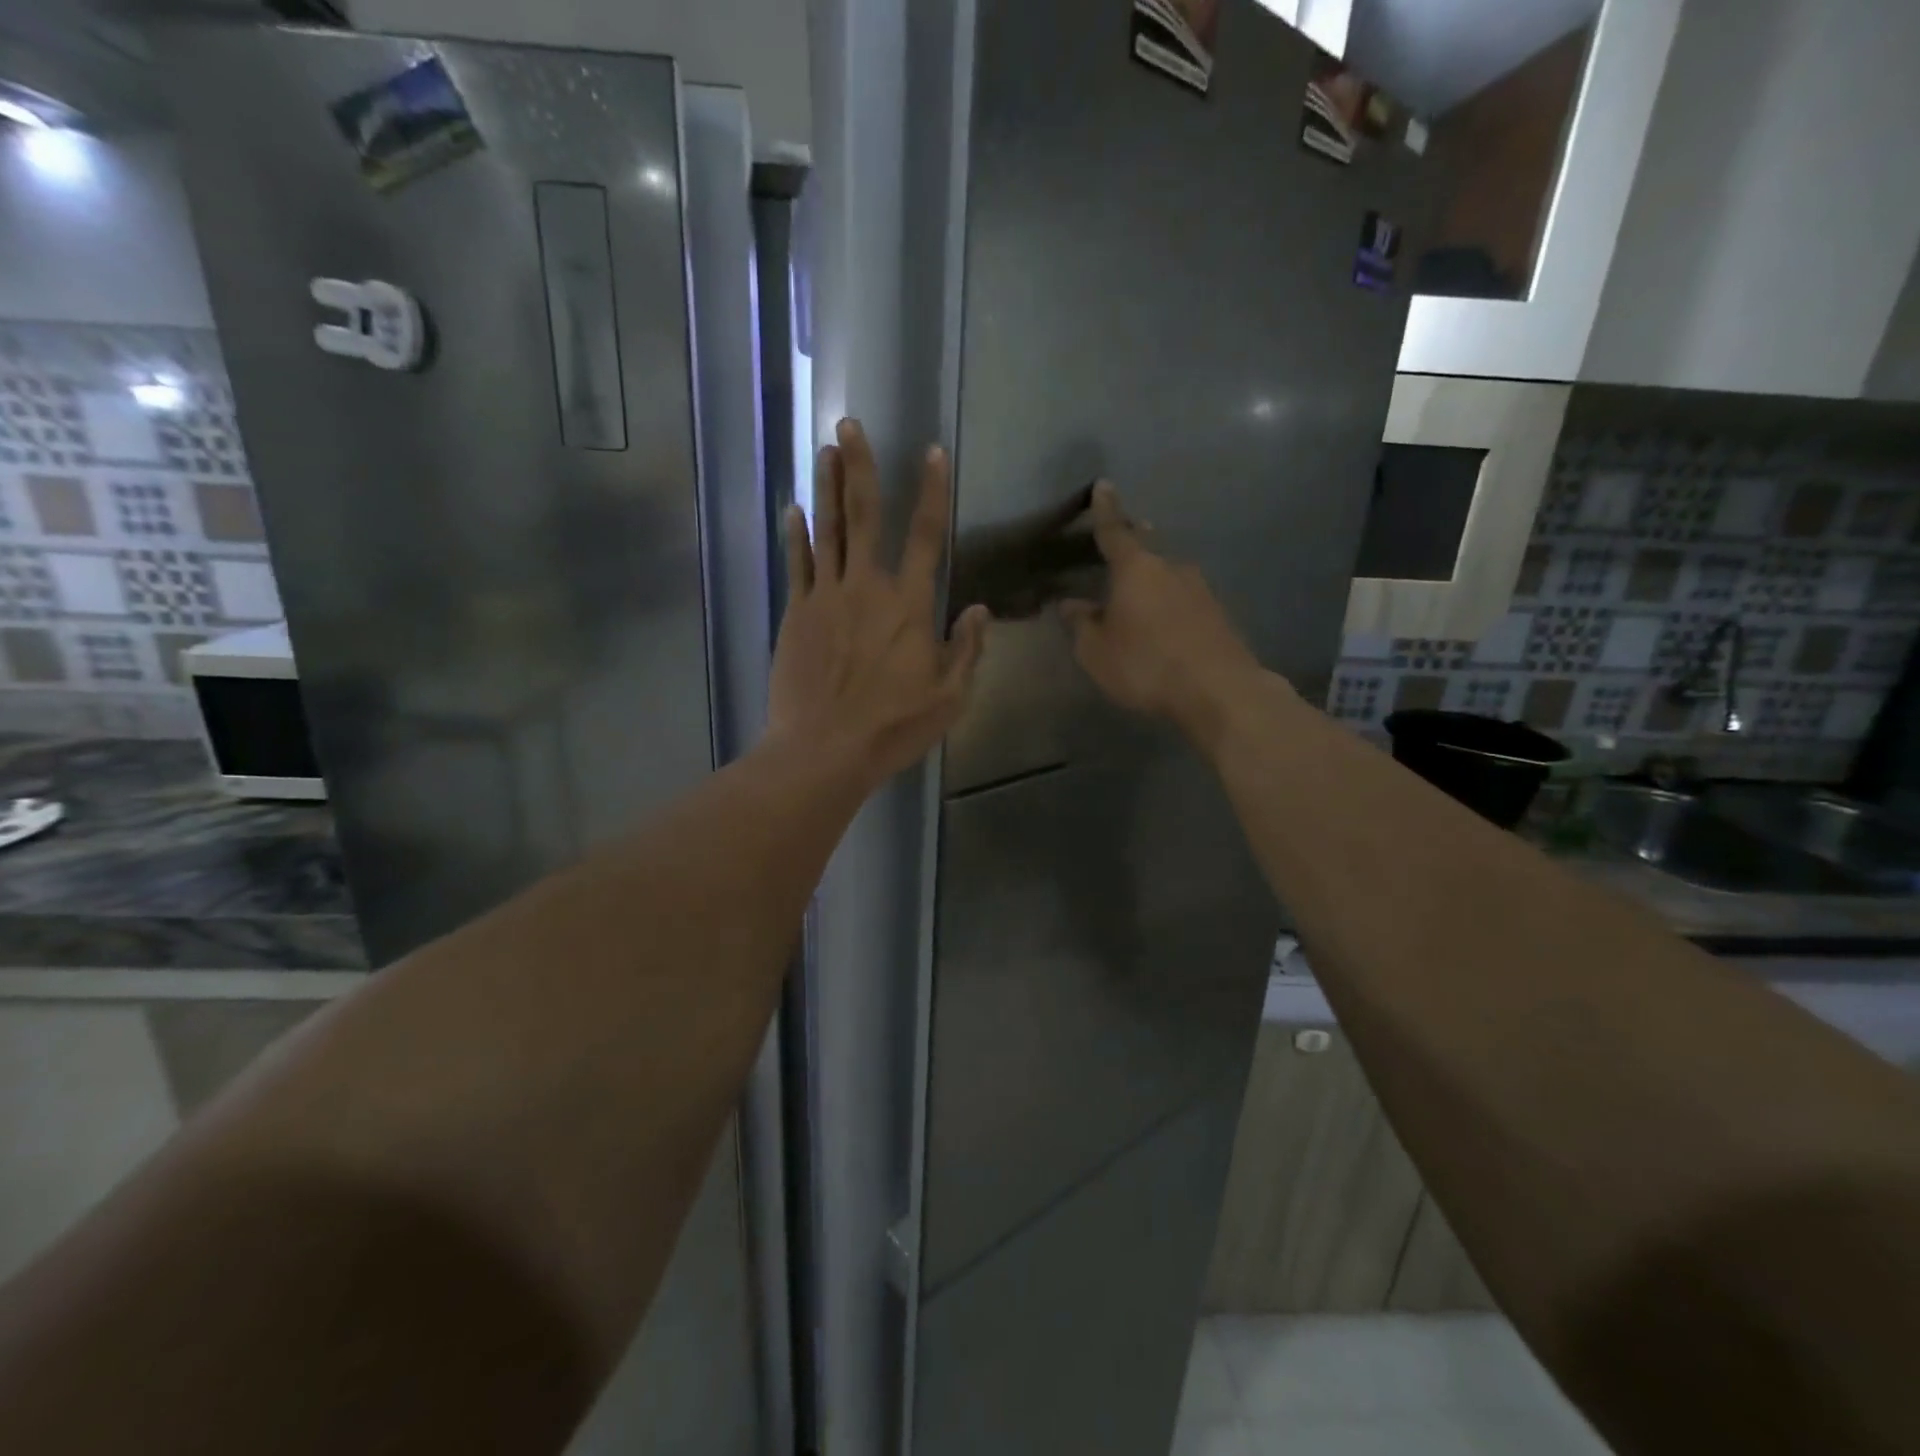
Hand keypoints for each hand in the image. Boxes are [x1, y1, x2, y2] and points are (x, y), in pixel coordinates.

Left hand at [769, 419, 989, 787]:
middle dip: (861, 467)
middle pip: (866, 516)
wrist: (824, 750)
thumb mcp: (949, 697)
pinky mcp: (796, 614)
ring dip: (827, 487)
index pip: (928, 535)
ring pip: (828, 530)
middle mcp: (867, 587)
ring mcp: (826, 597)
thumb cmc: (892, 727)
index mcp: (910, 605)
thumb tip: (980, 609)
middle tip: (850, 424)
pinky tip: (793, 508)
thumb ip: (967, 649)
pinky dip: (795, 534)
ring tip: (824, 449)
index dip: (932, 491)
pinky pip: (797, 564)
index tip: (932, 451)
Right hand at [1060, 481, 1267, 746]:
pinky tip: (1163, 624)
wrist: (1219, 690)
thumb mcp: (1096, 651)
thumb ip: (1081, 624)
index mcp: (1136, 569)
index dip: (1105, 510)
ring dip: (1152, 580)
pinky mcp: (1217, 614)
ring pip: (1168, 576)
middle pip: (1147, 549)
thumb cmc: (1146, 664)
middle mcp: (1170, 568)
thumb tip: (1071, 603)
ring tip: (1138, 596)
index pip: (1114, 531)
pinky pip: (1184, 600)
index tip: (1103, 485)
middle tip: (1123, 537)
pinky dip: (1169, 605)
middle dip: (1134, 542)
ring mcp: (1200, 589)